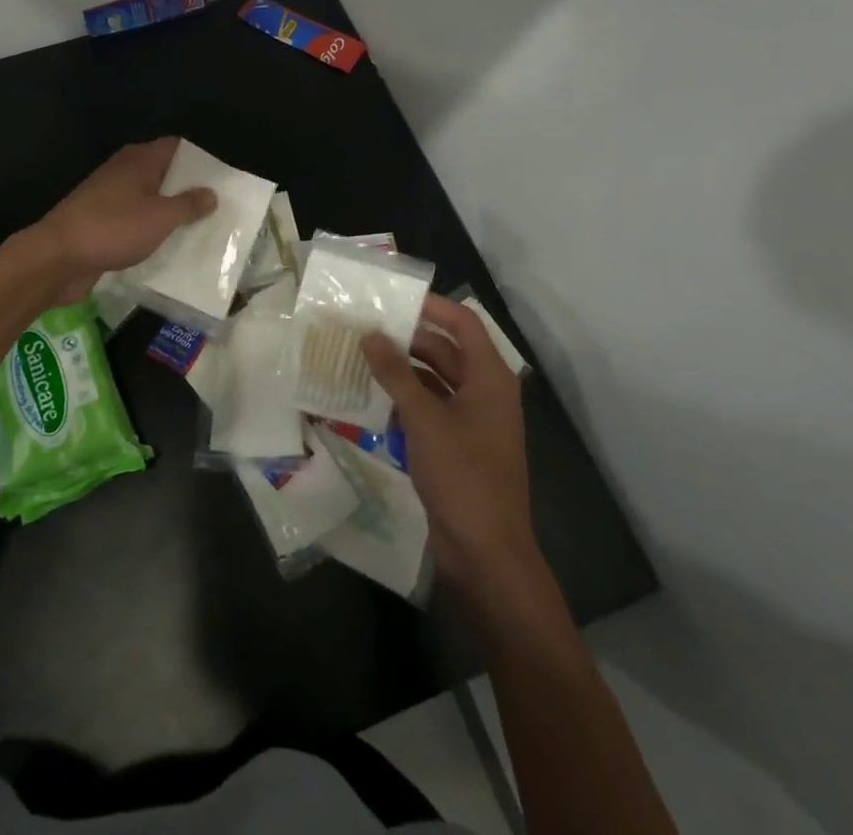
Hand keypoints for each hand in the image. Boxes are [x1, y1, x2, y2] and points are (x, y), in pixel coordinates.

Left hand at [30, 138, 216, 303]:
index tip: (224, 177)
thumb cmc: (112, 228)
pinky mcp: (104, 222)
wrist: (57, 257)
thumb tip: (211, 193)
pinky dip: (154, 229)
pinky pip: (137, 220)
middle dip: (190, 189)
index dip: (201, 159)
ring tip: (204, 228)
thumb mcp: (160, 217)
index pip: (177, 147)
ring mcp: (112, 197)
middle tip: (221, 207)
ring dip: (172, 212)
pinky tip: (172, 245)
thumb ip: (188, 204)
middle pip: (165, 173)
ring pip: (151, 199)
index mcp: (139, 159)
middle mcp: (125, 171)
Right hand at [364, 296, 538, 590]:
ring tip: (362, 361)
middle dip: (408, 340)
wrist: (487, 553)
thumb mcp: (424, 419)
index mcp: (490, 378)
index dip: (432, 307)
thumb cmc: (462, 475)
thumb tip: (370, 336)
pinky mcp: (459, 447)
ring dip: (403, 372)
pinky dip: (406, 403)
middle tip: (365, 330)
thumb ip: (396, 374)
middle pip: (446, 351)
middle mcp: (485, 393)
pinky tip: (374, 402)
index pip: (463, 324)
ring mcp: (474, 422)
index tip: (393, 299)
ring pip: (435, 382)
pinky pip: (431, 411)